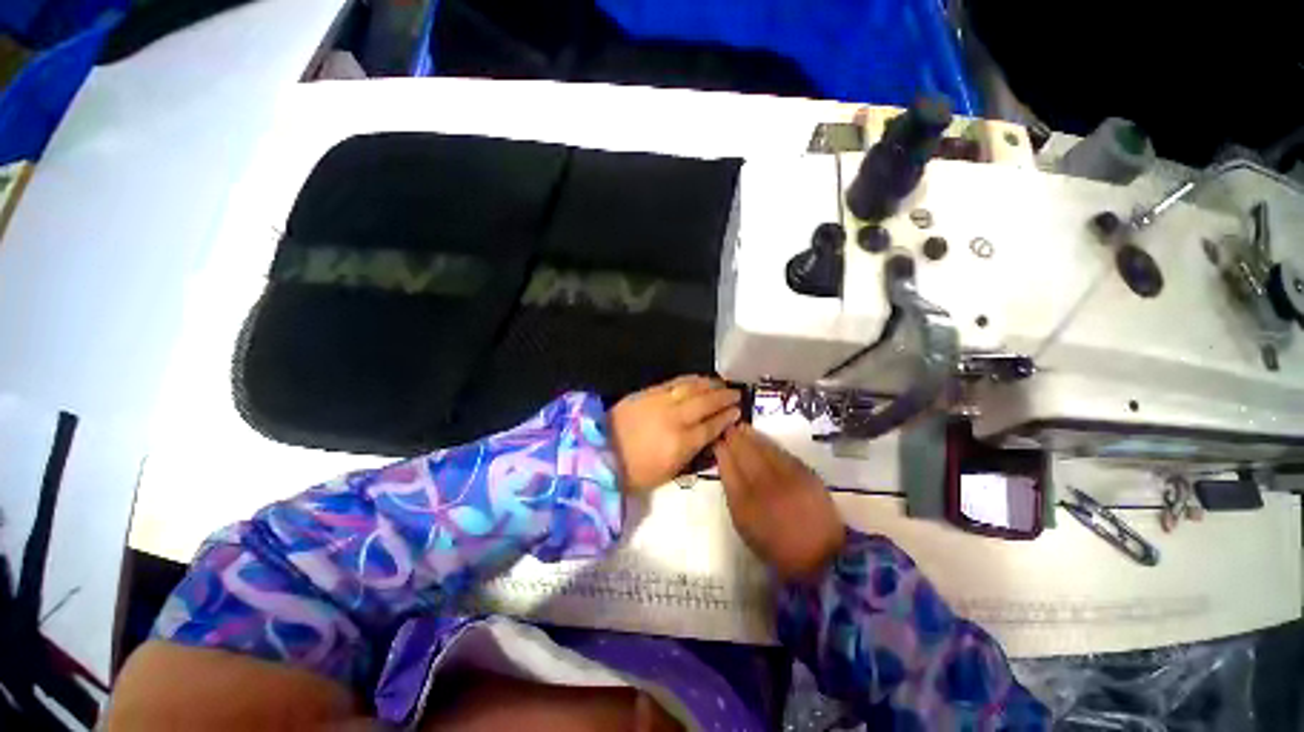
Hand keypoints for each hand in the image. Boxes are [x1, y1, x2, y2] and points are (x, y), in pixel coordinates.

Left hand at [609, 376, 741, 493]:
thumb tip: (708, 438)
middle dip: (724, 397)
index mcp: (680, 444)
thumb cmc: (634, 471)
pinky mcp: (648, 392)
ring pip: (691, 388)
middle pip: (705, 403)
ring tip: (721, 383)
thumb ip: (691, 454)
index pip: (710, 427)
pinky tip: (698, 378)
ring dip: (709, 384)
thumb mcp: (667, 473)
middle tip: (736, 393)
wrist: (600, 452)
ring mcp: (660, 402)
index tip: (738, 412)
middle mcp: (674, 419)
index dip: (726, 418)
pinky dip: (690, 379)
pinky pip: (674, 382)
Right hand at [714, 424, 844, 580]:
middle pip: (745, 454)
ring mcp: (787, 479)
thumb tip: (728, 469)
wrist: (821, 557)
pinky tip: (762, 438)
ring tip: (742, 427)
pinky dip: (770, 443)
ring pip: (764, 449)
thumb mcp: (745, 527)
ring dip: (751, 436)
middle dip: (734, 439)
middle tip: (728, 429)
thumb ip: (734, 497)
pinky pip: (782, 452)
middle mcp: (765, 488)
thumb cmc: (777, 546)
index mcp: (746, 505)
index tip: (717, 442)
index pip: (728, 470)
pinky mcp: (805, 474)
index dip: (722, 452)